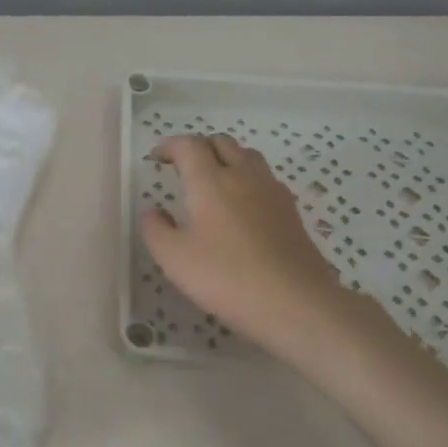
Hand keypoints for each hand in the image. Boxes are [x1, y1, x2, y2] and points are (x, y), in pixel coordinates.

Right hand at [140, 135, 381, 368]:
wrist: (295, 303)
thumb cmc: (226, 277)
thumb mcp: (174, 258)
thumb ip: (155, 229)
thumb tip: (152, 211)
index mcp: (211, 181)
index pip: (189, 145)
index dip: (170, 146)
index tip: (157, 158)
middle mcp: (243, 176)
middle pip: (221, 143)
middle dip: (198, 148)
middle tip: (182, 168)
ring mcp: (272, 192)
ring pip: (248, 156)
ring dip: (226, 159)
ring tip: (213, 182)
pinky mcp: (291, 211)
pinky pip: (265, 179)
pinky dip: (247, 179)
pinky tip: (242, 206)